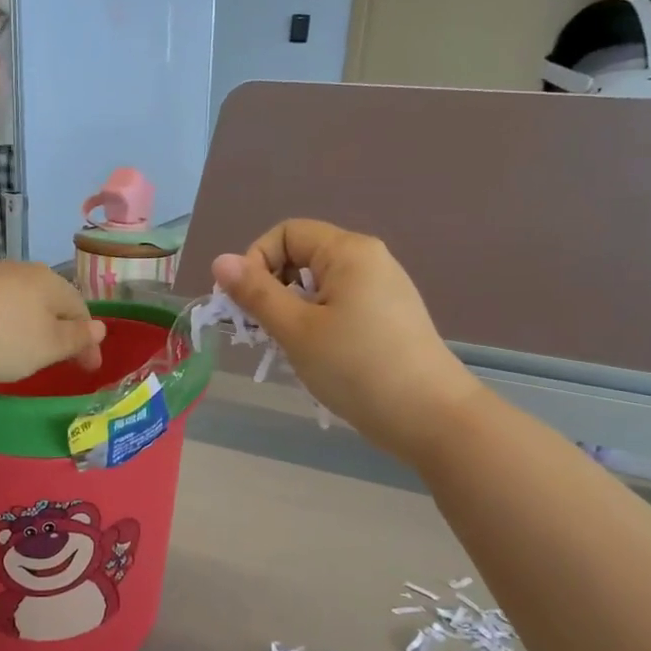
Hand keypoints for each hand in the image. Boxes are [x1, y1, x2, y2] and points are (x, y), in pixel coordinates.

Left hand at [0, 262, 105, 383]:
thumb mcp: (46, 346)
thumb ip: (74, 338)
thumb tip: (100, 327)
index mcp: (49, 282)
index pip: (80, 309)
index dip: (88, 341)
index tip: (89, 369)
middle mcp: (19, 270)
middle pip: (49, 300)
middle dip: (59, 328)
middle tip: (60, 358)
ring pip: (19, 300)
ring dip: (28, 324)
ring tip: (26, 349)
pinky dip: (0, 323)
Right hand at [213, 220, 478, 457]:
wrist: (430, 417)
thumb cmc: (356, 367)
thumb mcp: (296, 330)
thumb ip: (255, 293)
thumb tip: (220, 261)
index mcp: (348, 251)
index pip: (286, 233)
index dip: (256, 261)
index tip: (245, 305)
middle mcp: (369, 260)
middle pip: (302, 256)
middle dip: (272, 288)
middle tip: (261, 331)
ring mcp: (383, 289)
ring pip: (318, 286)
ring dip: (292, 310)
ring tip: (288, 348)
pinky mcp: (389, 318)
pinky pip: (339, 305)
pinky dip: (317, 323)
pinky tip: (317, 357)